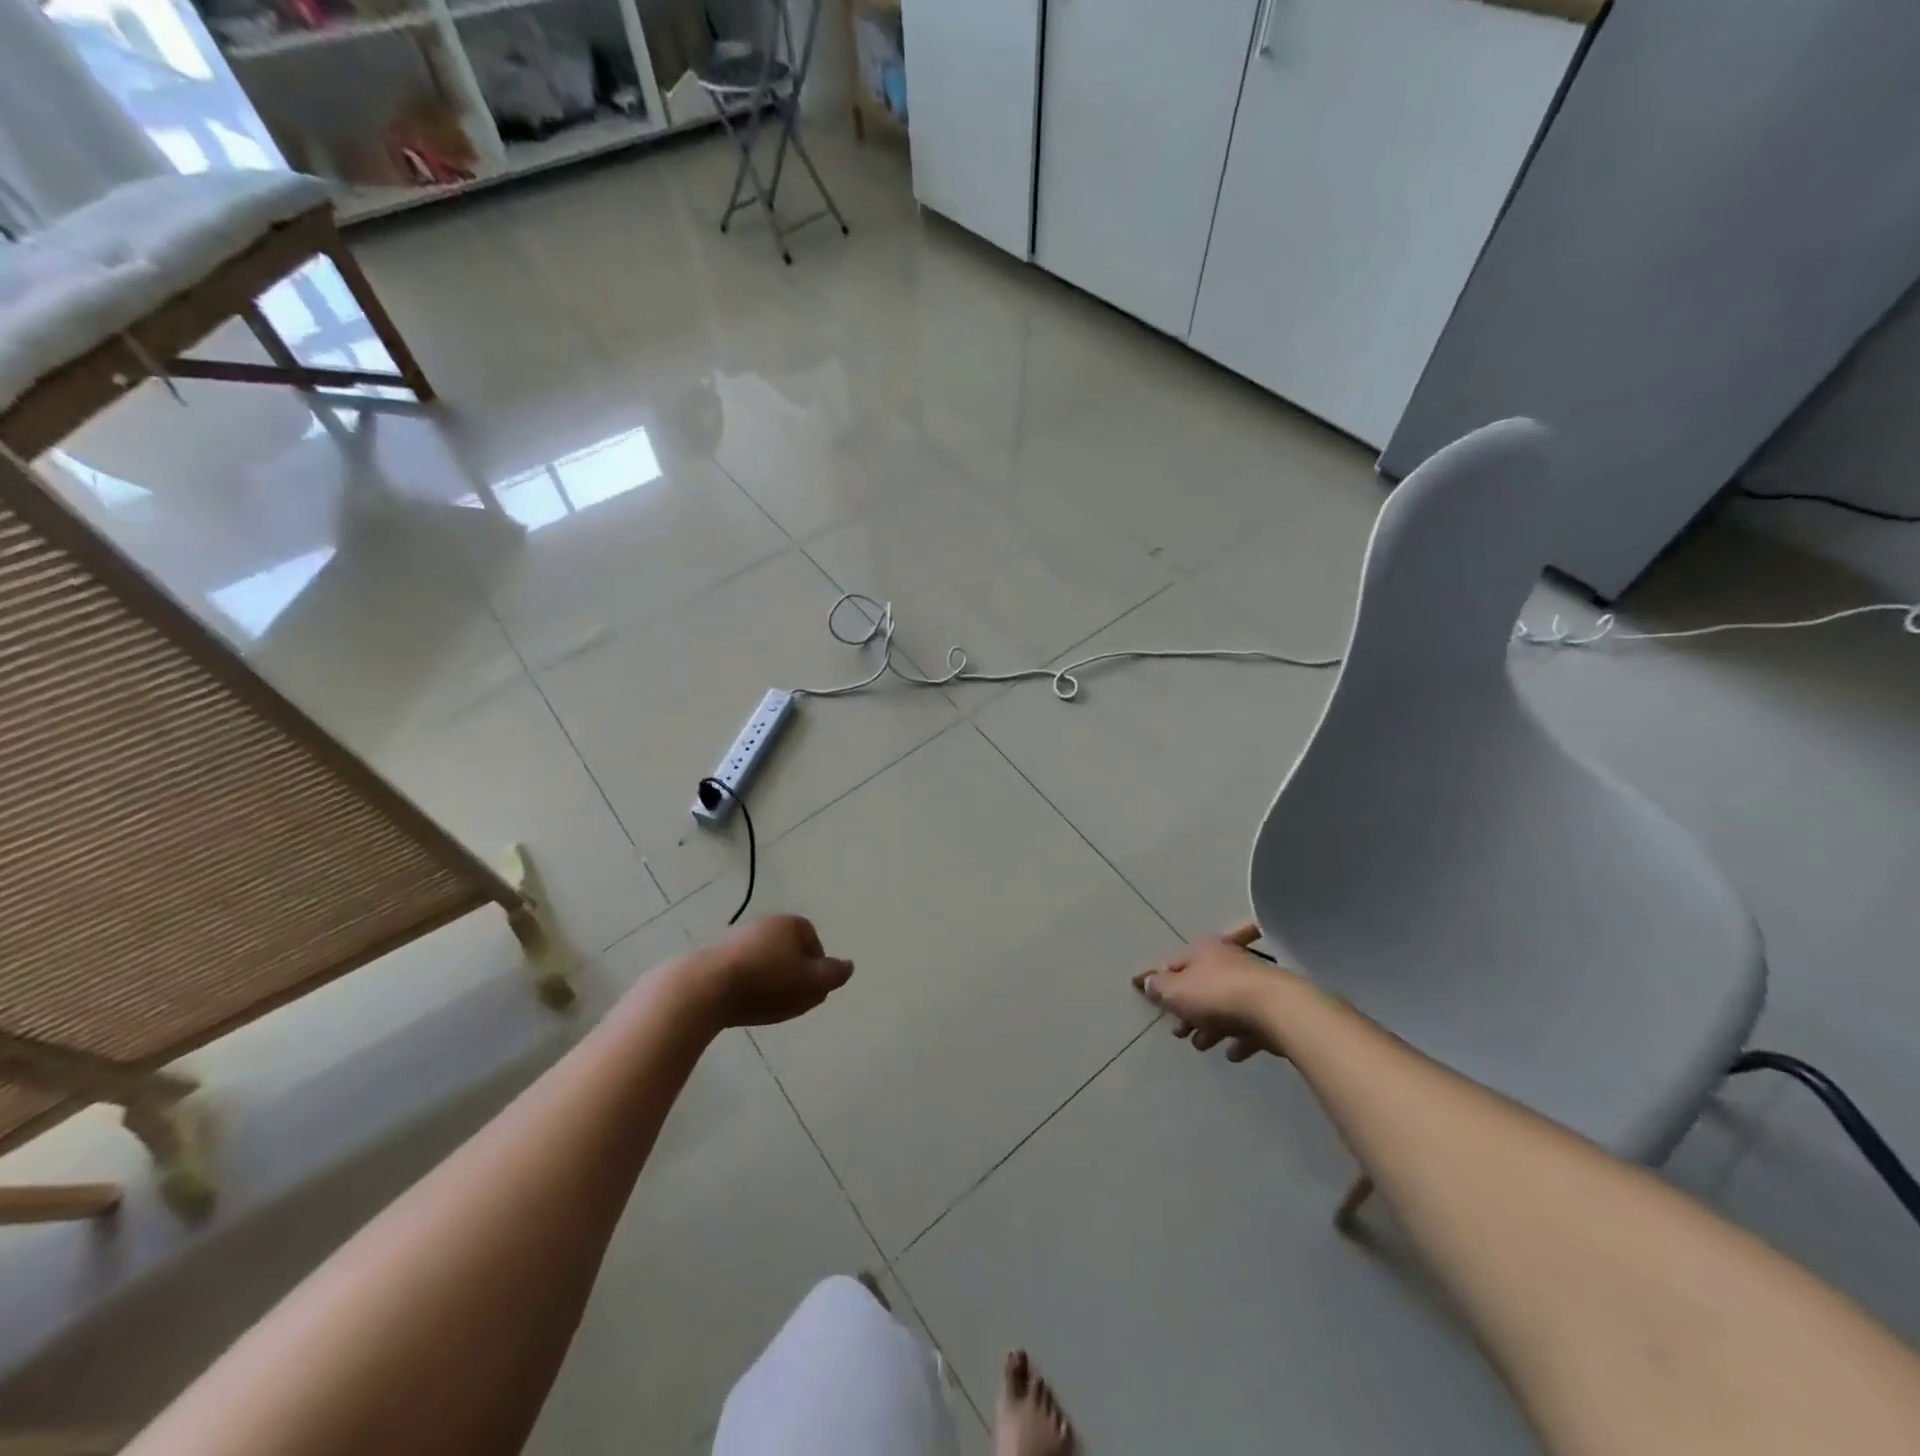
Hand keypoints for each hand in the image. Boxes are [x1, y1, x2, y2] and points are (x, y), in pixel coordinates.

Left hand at [694, 915, 853, 1028]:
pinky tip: (743, 1004)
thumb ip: (834, 975)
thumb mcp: (811, 982)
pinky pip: (742, 971)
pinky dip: (747, 986)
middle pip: (790, 952)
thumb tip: (848, 966)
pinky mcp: (715, 956)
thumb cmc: (766, 982)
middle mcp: (766, 924)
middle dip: (793, 975)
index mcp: (791, 924)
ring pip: (765, 962)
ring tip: (765, 1006)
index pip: (815, 944)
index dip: (816, 970)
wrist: (704, 988)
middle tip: (791, 1001)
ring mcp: (738, 938)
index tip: (810, 992)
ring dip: (769, 982)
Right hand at [1132, 937, 1293, 1061]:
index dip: (1154, 977)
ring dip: (1209, 1024)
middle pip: (1198, 985)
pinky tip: (1232, 1052)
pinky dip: (1237, 1036)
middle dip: (1185, 1007)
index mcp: (1201, 951)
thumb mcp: (1176, 991)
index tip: (1138, 987)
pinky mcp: (1270, 1008)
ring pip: (1222, 1005)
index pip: (1171, 963)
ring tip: (1202, 1044)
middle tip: (1177, 1030)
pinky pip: (1247, 1023)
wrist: (1277, 1009)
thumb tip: (1149, 982)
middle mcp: (1226, 961)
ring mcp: (1250, 984)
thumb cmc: (1218, 995)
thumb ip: (1159, 988)